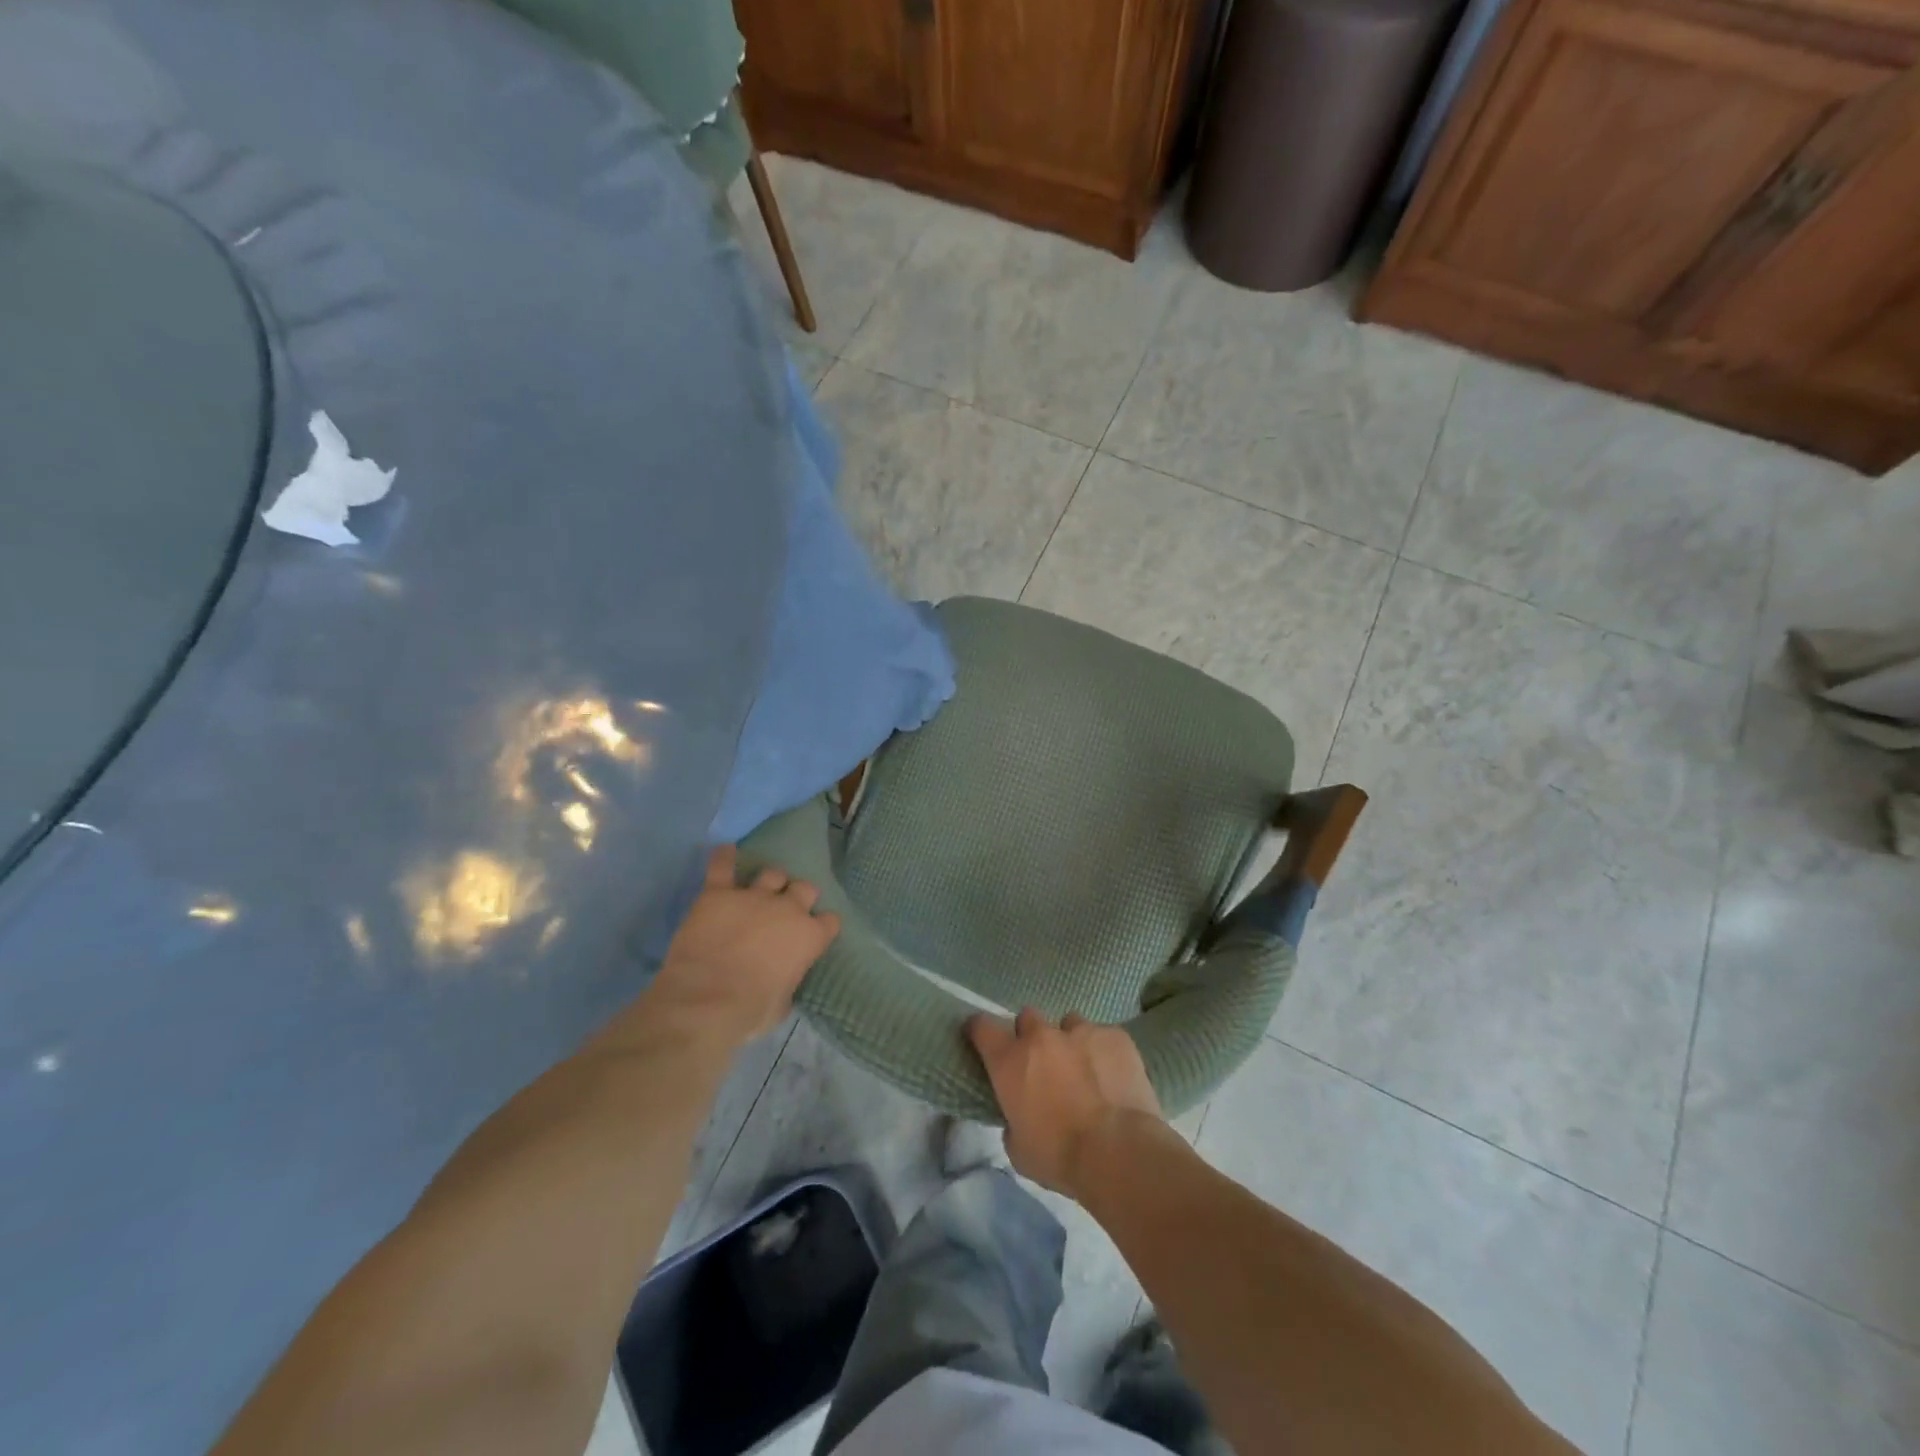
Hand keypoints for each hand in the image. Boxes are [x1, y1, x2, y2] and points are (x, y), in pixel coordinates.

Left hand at [646, 846, 839, 1049]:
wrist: (706, 1000)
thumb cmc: (750, 1011)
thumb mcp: (782, 1005)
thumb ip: (787, 982)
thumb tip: (782, 981)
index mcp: (810, 937)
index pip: (830, 921)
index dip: (822, 926)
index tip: (815, 933)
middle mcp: (788, 909)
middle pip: (804, 888)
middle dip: (799, 896)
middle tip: (787, 909)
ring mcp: (754, 896)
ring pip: (772, 873)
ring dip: (770, 881)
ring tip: (762, 888)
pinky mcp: (719, 894)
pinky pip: (722, 867)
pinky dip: (724, 858)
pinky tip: (725, 851)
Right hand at [967, 1009, 1163, 1197]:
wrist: (1118, 1152)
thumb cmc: (1060, 1156)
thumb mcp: (1018, 1149)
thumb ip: (1012, 1120)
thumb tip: (1019, 1116)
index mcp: (1010, 1060)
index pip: (982, 1026)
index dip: (980, 1030)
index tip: (983, 1040)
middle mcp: (1041, 1036)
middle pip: (1028, 1017)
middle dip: (1031, 1036)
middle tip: (1042, 1064)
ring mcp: (1081, 1031)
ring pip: (1069, 1023)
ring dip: (1070, 1042)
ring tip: (1083, 1070)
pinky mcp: (1115, 1036)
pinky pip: (1104, 1035)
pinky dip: (1104, 1052)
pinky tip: (1113, 1077)